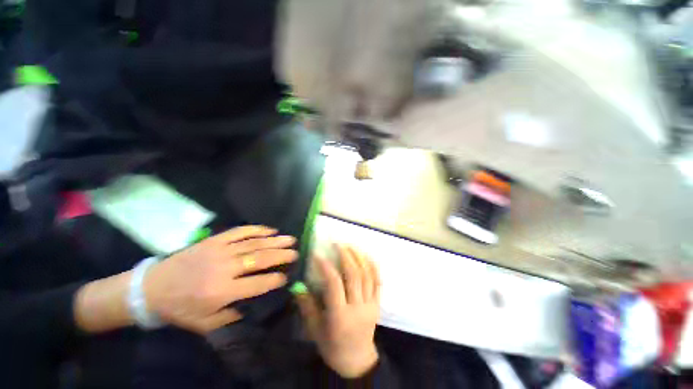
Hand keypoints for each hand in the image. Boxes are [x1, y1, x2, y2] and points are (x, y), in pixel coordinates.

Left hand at [145, 225, 296, 333]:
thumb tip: (254, 304)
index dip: (275, 280)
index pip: (257, 284)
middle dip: (281, 256)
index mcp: (221, 291)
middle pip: (260, 259)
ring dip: (275, 241)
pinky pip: (240, 231)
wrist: (151, 288)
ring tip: (290, 239)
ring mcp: (220, 251)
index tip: (286, 277)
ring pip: (254, 243)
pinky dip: (257, 229)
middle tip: (296, 253)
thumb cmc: (179, 309)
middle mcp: (224, 268)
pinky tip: (270, 229)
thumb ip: (231, 316)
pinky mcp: (215, 240)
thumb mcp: (204, 324)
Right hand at [295, 245, 380, 377]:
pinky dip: (373, 266)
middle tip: (338, 244)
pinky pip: (378, 281)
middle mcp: (357, 307)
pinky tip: (367, 256)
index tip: (318, 254)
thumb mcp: (315, 330)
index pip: (334, 284)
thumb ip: (307, 306)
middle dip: (346, 256)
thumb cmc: (332, 347)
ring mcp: (370, 304)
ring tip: (351, 246)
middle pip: (354, 275)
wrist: (356, 361)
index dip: (326, 266)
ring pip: (367, 275)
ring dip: (359, 257)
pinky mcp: (378, 304)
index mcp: (340, 316)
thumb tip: (298, 285)